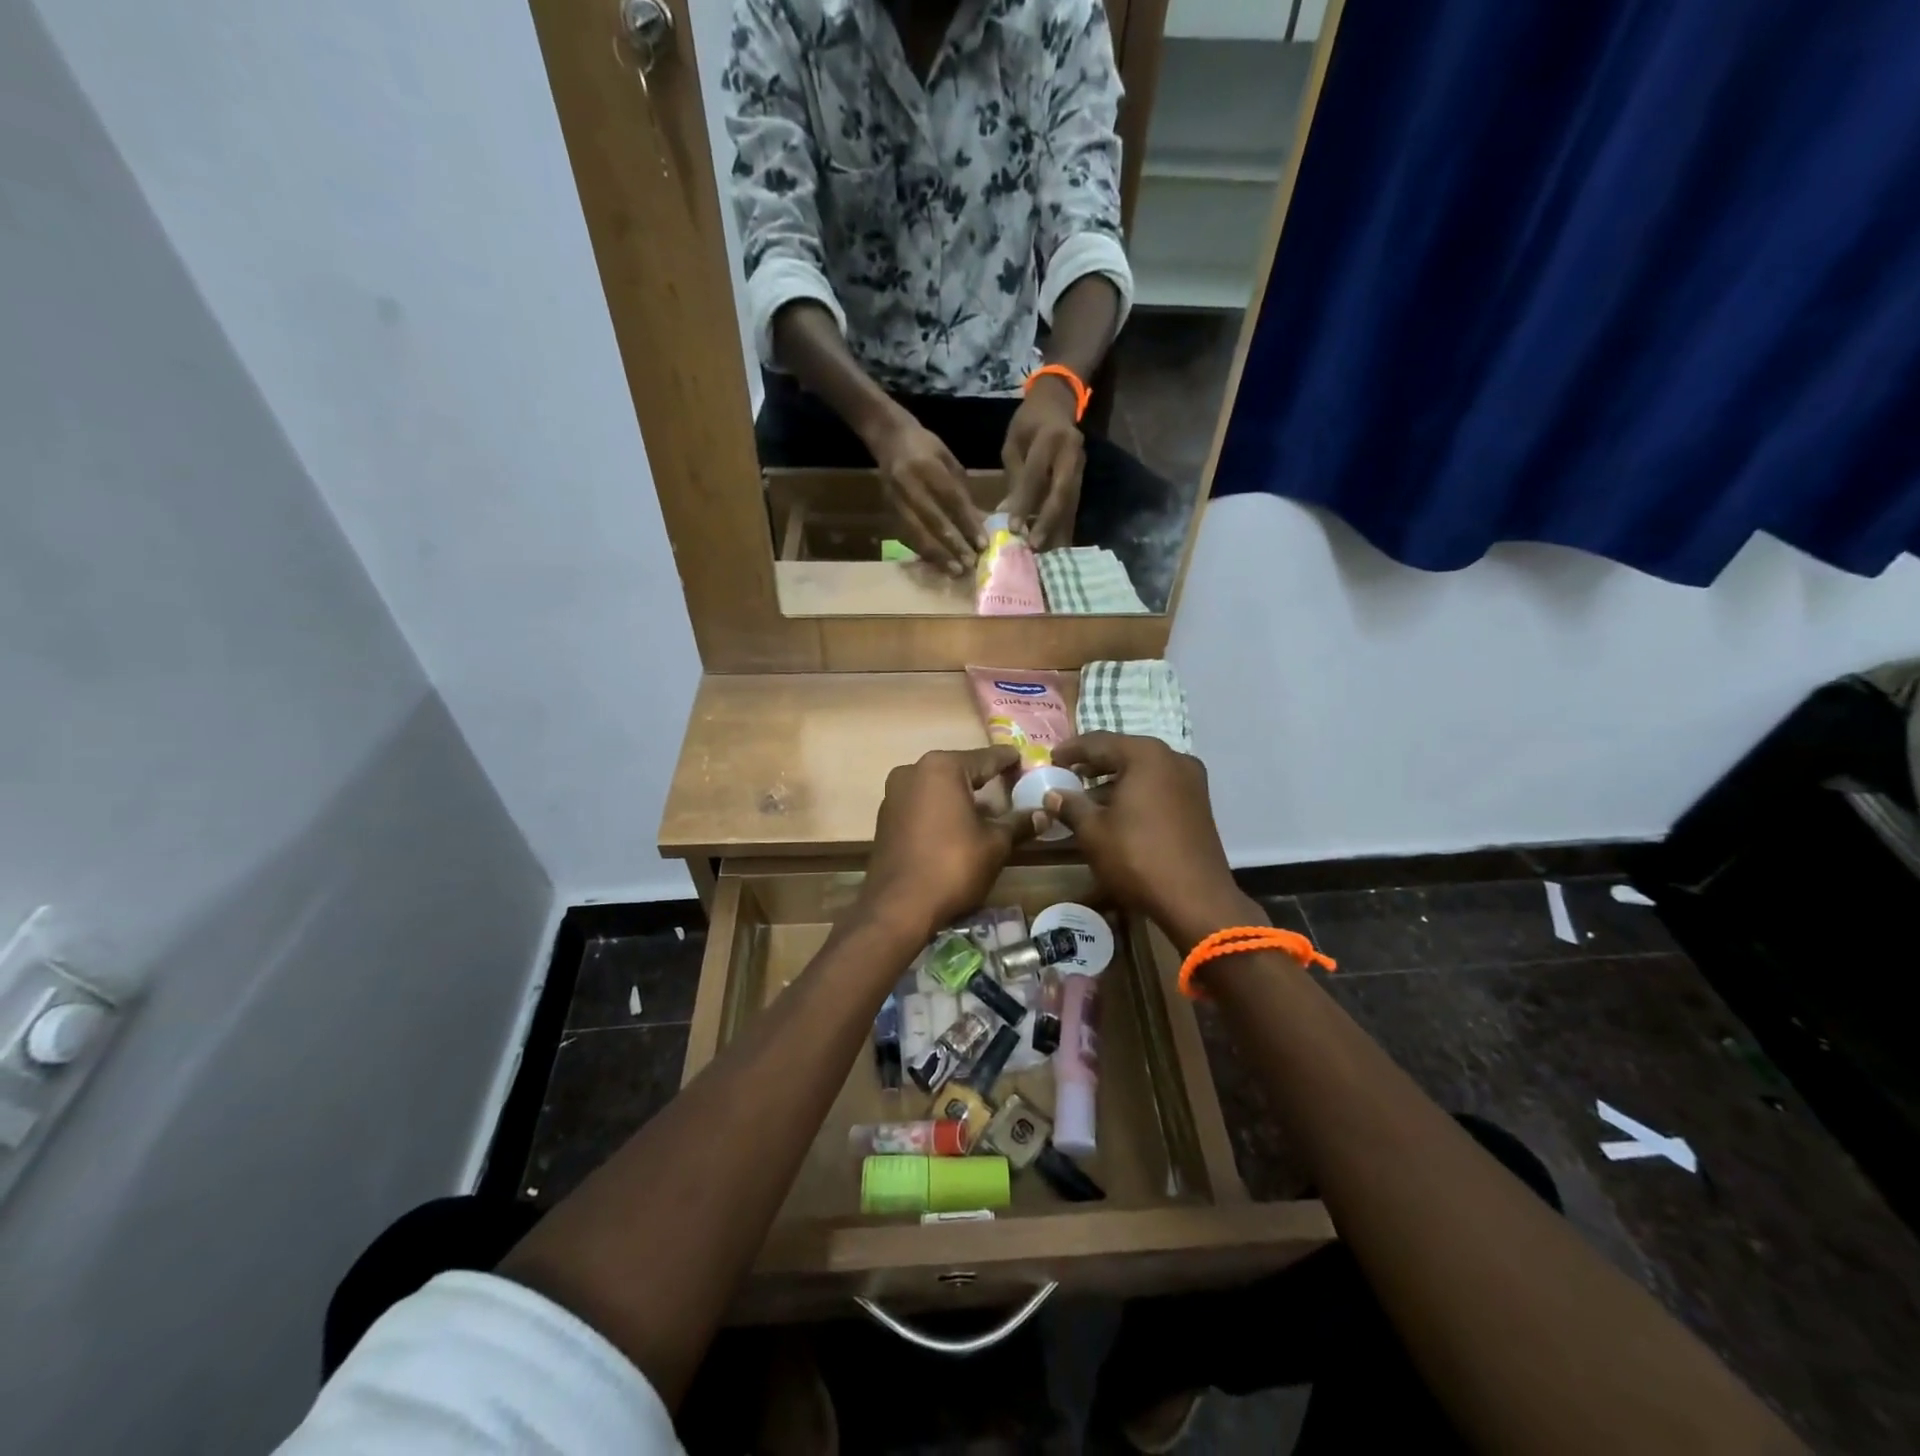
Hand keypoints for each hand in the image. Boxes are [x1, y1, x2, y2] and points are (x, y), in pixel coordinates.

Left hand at [858, 747, 1035, 942]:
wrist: (898, 907)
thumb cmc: (953, 866)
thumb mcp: (995, 844)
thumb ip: (1019, 823)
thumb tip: (1044, 813)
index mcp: (942, 768)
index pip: (986, 758)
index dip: (1009, 761)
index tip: (1025, 761)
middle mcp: (913, 771)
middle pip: (960, 770)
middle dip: (985, 779)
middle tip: (1011, 786)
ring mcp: (894, 794)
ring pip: (939, 788)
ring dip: (962, 797)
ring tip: (989, 812)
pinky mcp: (886, 817)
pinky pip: (922, 804)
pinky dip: (942, 810)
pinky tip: (959, 827)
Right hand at [870, 416, 985, 574]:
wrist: (888, 437)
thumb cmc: (925, 447)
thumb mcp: (948, 460)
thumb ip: (962, 491)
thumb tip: (979, 523)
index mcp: (928, 466)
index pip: (951, 499)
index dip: (967, 523)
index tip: (982, 543)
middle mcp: (910, 484)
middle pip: (934, 520)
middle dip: (954, 545)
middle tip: (971, 563)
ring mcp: (896, 499)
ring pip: (918, 533)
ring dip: (938, 555)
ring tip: (955, 570)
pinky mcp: (889, 510)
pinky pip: (907, 536)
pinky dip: (924, 551)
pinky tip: (938, 563)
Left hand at [1000, 377, 1084, 549]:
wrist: (1058, 402)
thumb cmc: (1029, 423)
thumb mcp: (1014, 443)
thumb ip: (1014, 477)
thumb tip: (1007, 514)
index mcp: (1050, 438)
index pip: (1036, 475)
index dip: (1025, 502)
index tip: (1013, 528)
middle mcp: (1071, 453)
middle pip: (1062, 493)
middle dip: (1048, 522)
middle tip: (1035, 546)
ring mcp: (1081, 466)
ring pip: (1071, 502)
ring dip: (1059, 530)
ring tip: (1047, 555)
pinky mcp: (1082, 478)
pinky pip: (1073, 505)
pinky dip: (1064, 526)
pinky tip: (1056, 546)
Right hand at [1046, 733, 1261, 950]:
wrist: (1195, 900)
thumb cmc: (1137, 857)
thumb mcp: (1093, 831)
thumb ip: (1070, 805)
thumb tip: (1053, 794)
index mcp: (1146, 755)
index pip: (1098, 742)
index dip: (1071, 750)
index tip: (1050, 760)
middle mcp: (1173, 758)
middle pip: (1123, 752)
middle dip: (1093, 764)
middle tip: (1067, 775)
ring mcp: (1191, 781)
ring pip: (1142, 771)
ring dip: (1114, 780)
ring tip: (1087, 797)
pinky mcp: (1198, 804)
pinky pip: (1158, 787)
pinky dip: (1135, 792)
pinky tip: (1116, 812)